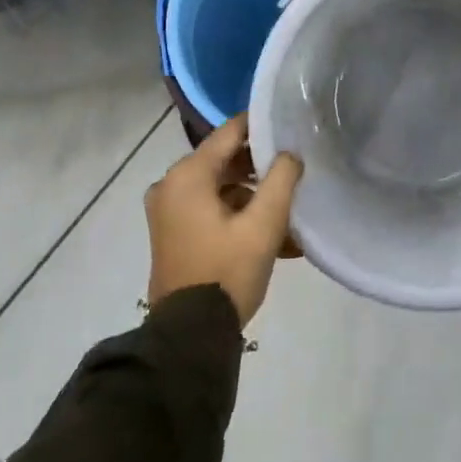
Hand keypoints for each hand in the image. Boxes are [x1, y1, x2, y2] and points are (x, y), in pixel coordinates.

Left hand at [146, 115, 302, 327]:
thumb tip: (289, 154)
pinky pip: (208, 208)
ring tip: (286, 210)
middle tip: (294, 172)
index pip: (230, 132)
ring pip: (218, 186)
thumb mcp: (264, 225)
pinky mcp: (171, 232)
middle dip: (259, 166)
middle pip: (223, 160)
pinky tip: (268, 232)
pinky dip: (235, 213)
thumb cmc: (227, 272)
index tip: (291, 126)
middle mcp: (170, 184)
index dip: (261, 125)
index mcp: (188, 175)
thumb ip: (281, 180)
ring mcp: (167, 210)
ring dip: (251, 195)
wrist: (189, 336)